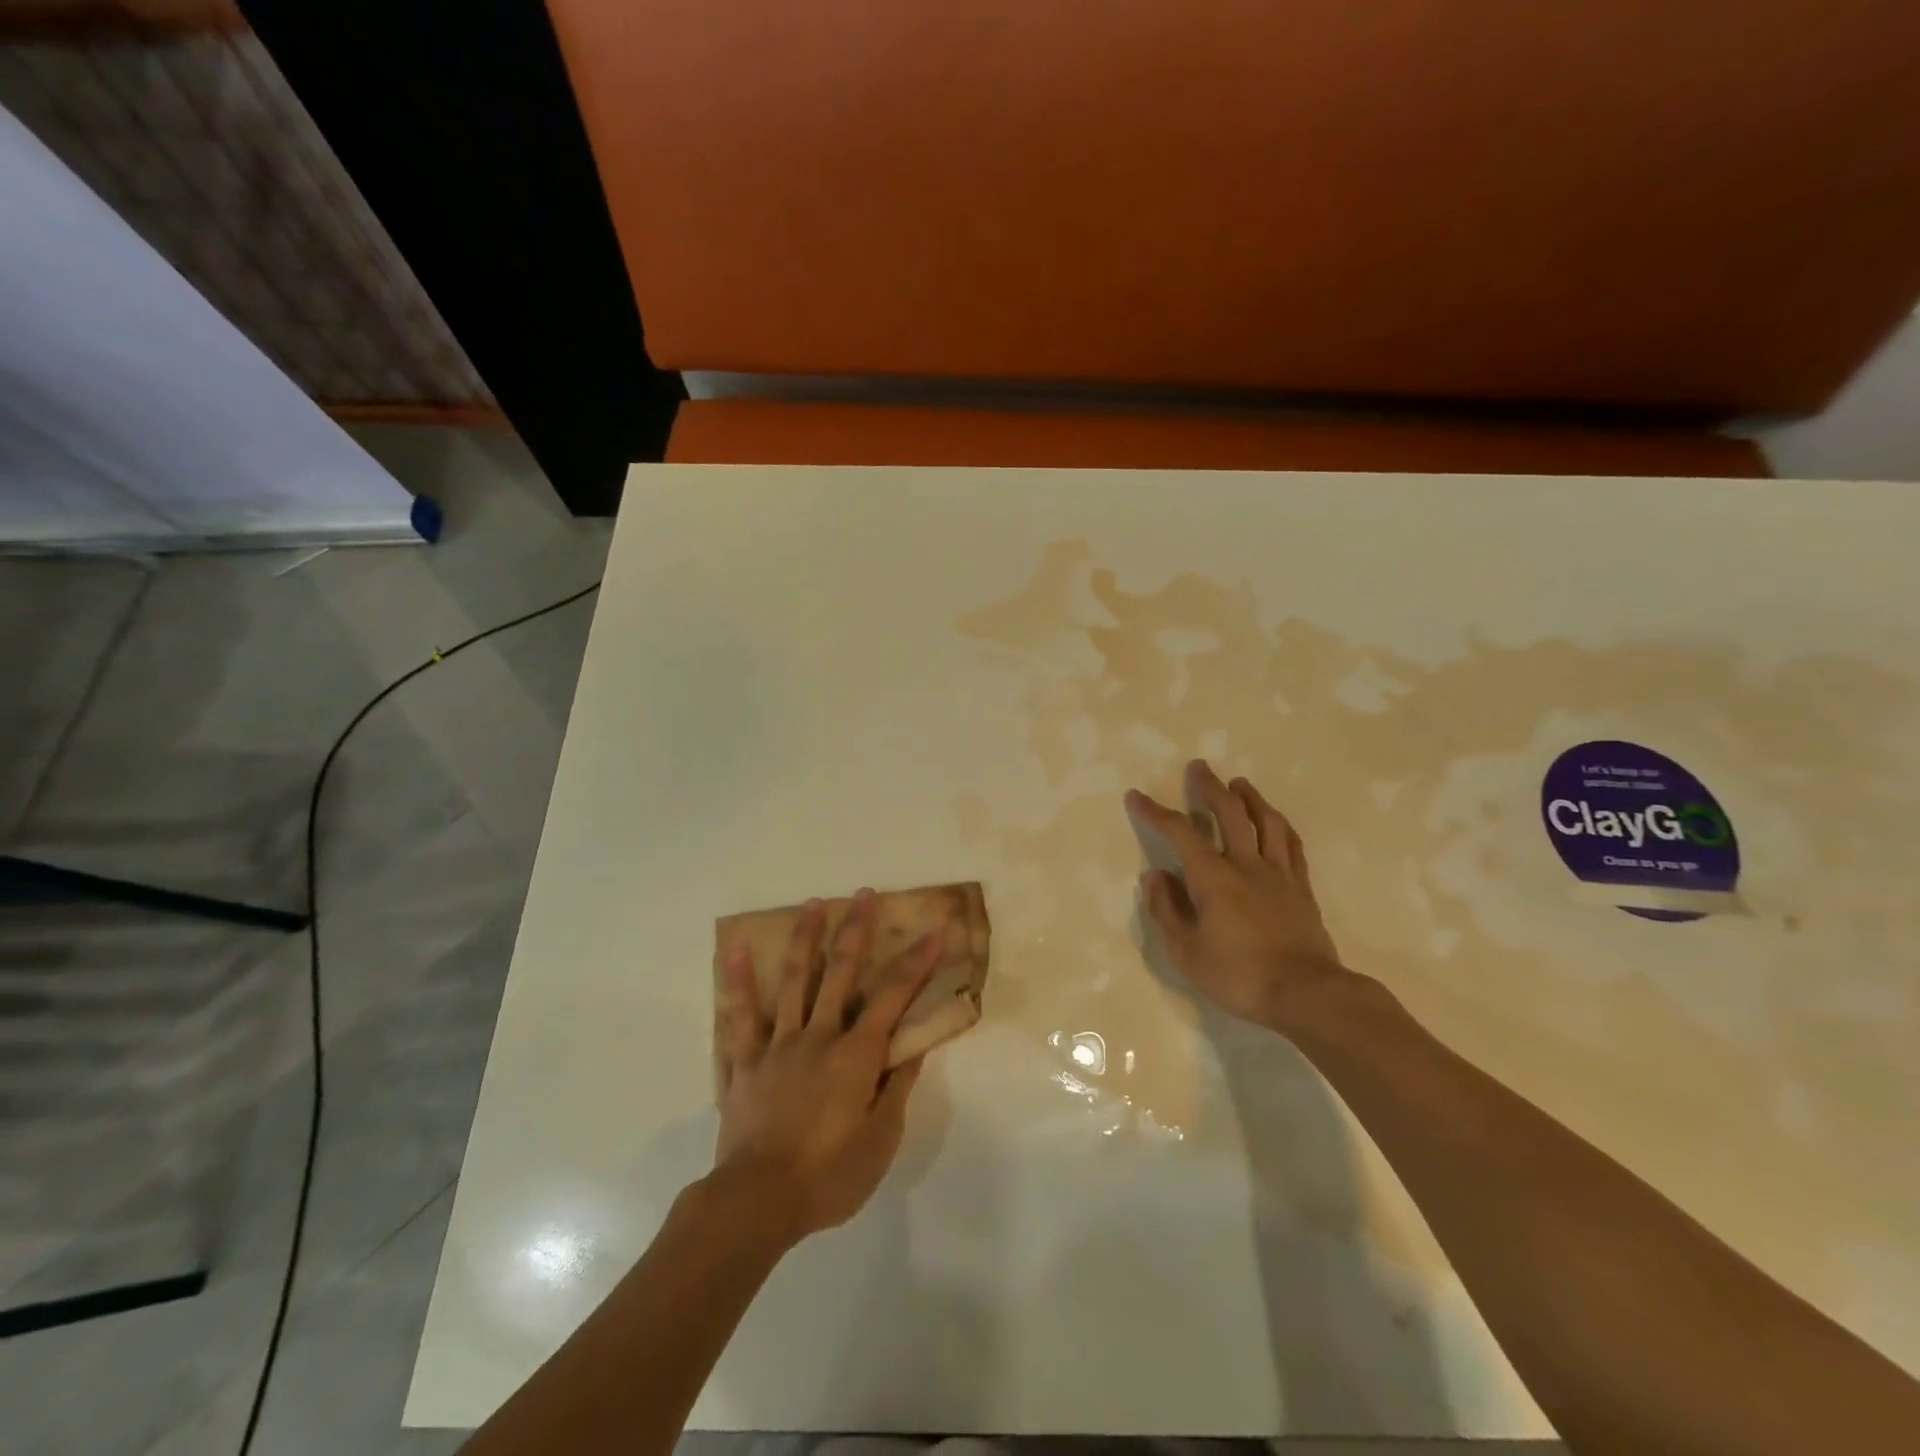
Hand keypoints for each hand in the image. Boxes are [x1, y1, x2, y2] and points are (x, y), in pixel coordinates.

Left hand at [712, 890, 942, 1242]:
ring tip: (813, 903)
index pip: (894, 996)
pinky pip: (740, 1015)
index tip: (936, 930)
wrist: (756, 1203)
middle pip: (841, 972)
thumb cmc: (828, 1176)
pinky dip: (739, 981)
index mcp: (856, 1055)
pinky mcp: (745, 1062)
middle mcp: (819, 1036)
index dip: (918, 961)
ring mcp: (778, 1045)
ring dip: (806, 938)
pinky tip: (736, 949)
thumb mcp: (880, 1140)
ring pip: (795, 980)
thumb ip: (896, 1088)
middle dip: (856, 930)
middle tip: (864, 893)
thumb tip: (912, 1046)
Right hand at [1126, 759, 1345, 1028]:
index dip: (1155, 812)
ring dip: (1250, 798)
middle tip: (1199, 768)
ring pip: (1266, 822)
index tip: (1136, 796)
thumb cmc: (1238, 976)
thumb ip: (1166, 910)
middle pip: (1229, 813)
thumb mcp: (1186, 952)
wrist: (1307, 994)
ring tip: (1240, 784)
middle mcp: (1246, 865)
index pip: (1179, 833)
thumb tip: (1155, 876)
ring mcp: (1279, 875)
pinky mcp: (1301, 889)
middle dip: (1209, 788)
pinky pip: (1292, 846)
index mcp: (1213, 878)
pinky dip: (1281, 826)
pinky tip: (1276, 821)